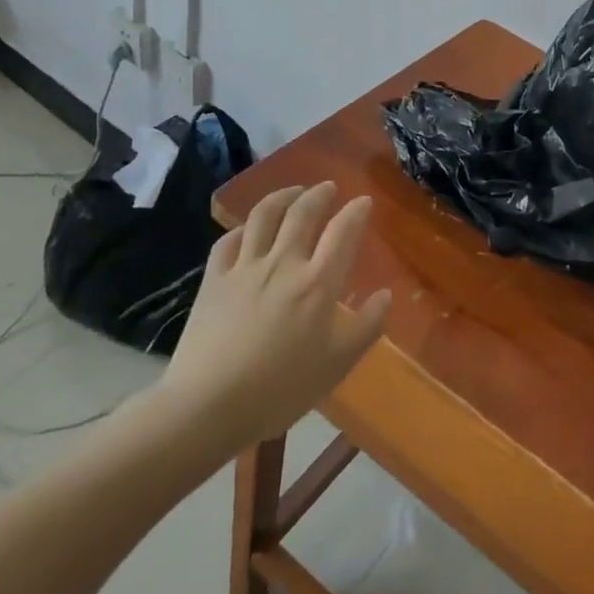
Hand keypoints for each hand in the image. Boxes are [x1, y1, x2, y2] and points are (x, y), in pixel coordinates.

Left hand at [148, 183, 390, 469]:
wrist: (207, 406)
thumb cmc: (281, 388)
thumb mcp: (338, 363)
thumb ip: (367, 326)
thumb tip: (385, 294)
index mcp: (318, 282)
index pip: (343, 231)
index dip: (356, 211)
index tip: (364, 201)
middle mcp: (284, 263)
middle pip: (303, 213)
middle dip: (319, 194)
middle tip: (328, 188)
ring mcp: (245, 268)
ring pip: (264, 216)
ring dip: (282, 196)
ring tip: (293, 192)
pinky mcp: (214, 280)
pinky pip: (228, 241)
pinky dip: (243, 228)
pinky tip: (248, 229)